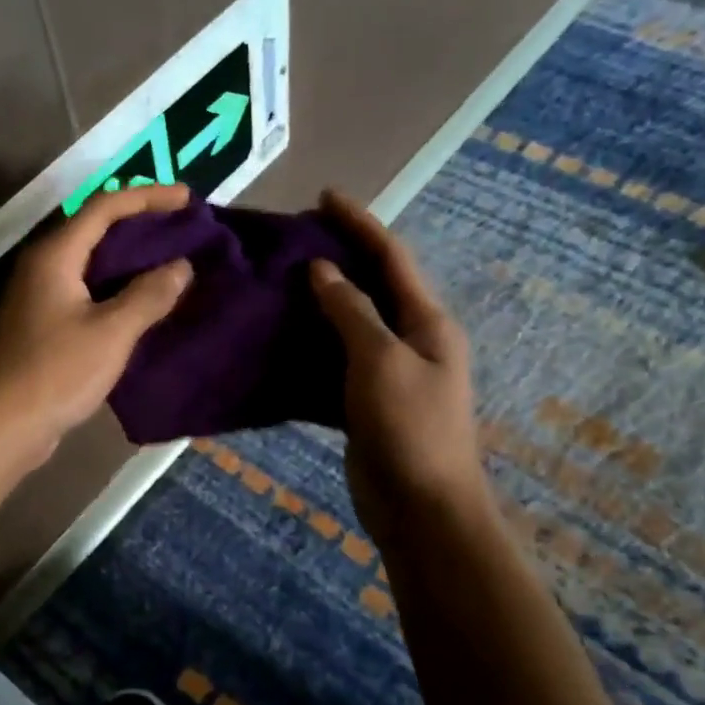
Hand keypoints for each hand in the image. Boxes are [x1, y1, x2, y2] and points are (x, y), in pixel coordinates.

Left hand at [0, 183, 193, 462]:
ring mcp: (39, 297)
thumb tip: (181, 266)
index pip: (104, 207)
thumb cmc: (56, 373)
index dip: (148, 197)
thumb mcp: (111, 333)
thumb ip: (148, 295)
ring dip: (129, 260)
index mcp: (55, 256)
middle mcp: (43, 266)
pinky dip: (116, 289)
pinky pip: (86, 292)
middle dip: (140, 225)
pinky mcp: (42, 325)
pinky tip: (142, 304)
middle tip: (183, 229)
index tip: (188, 199)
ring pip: (91, 264)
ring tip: (171, 262)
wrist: (3, 425)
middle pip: (95, 230)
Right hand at [309, 190, 488, 550]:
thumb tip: (323, 269)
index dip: (359, 223)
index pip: (391, 257)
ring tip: (277, 283)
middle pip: (372, 286)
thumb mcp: (380, 361)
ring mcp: (389, 373)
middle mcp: (411, 340)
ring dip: (319, 303)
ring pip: (350, 325)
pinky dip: (309, 348)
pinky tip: (278, 342)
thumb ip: (352, 312)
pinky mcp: (366, 403)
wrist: (420, 507)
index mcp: (426, 322)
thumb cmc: (408, 428)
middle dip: (338, 258)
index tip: (323, 197)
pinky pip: (335, 363)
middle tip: (293, 240)